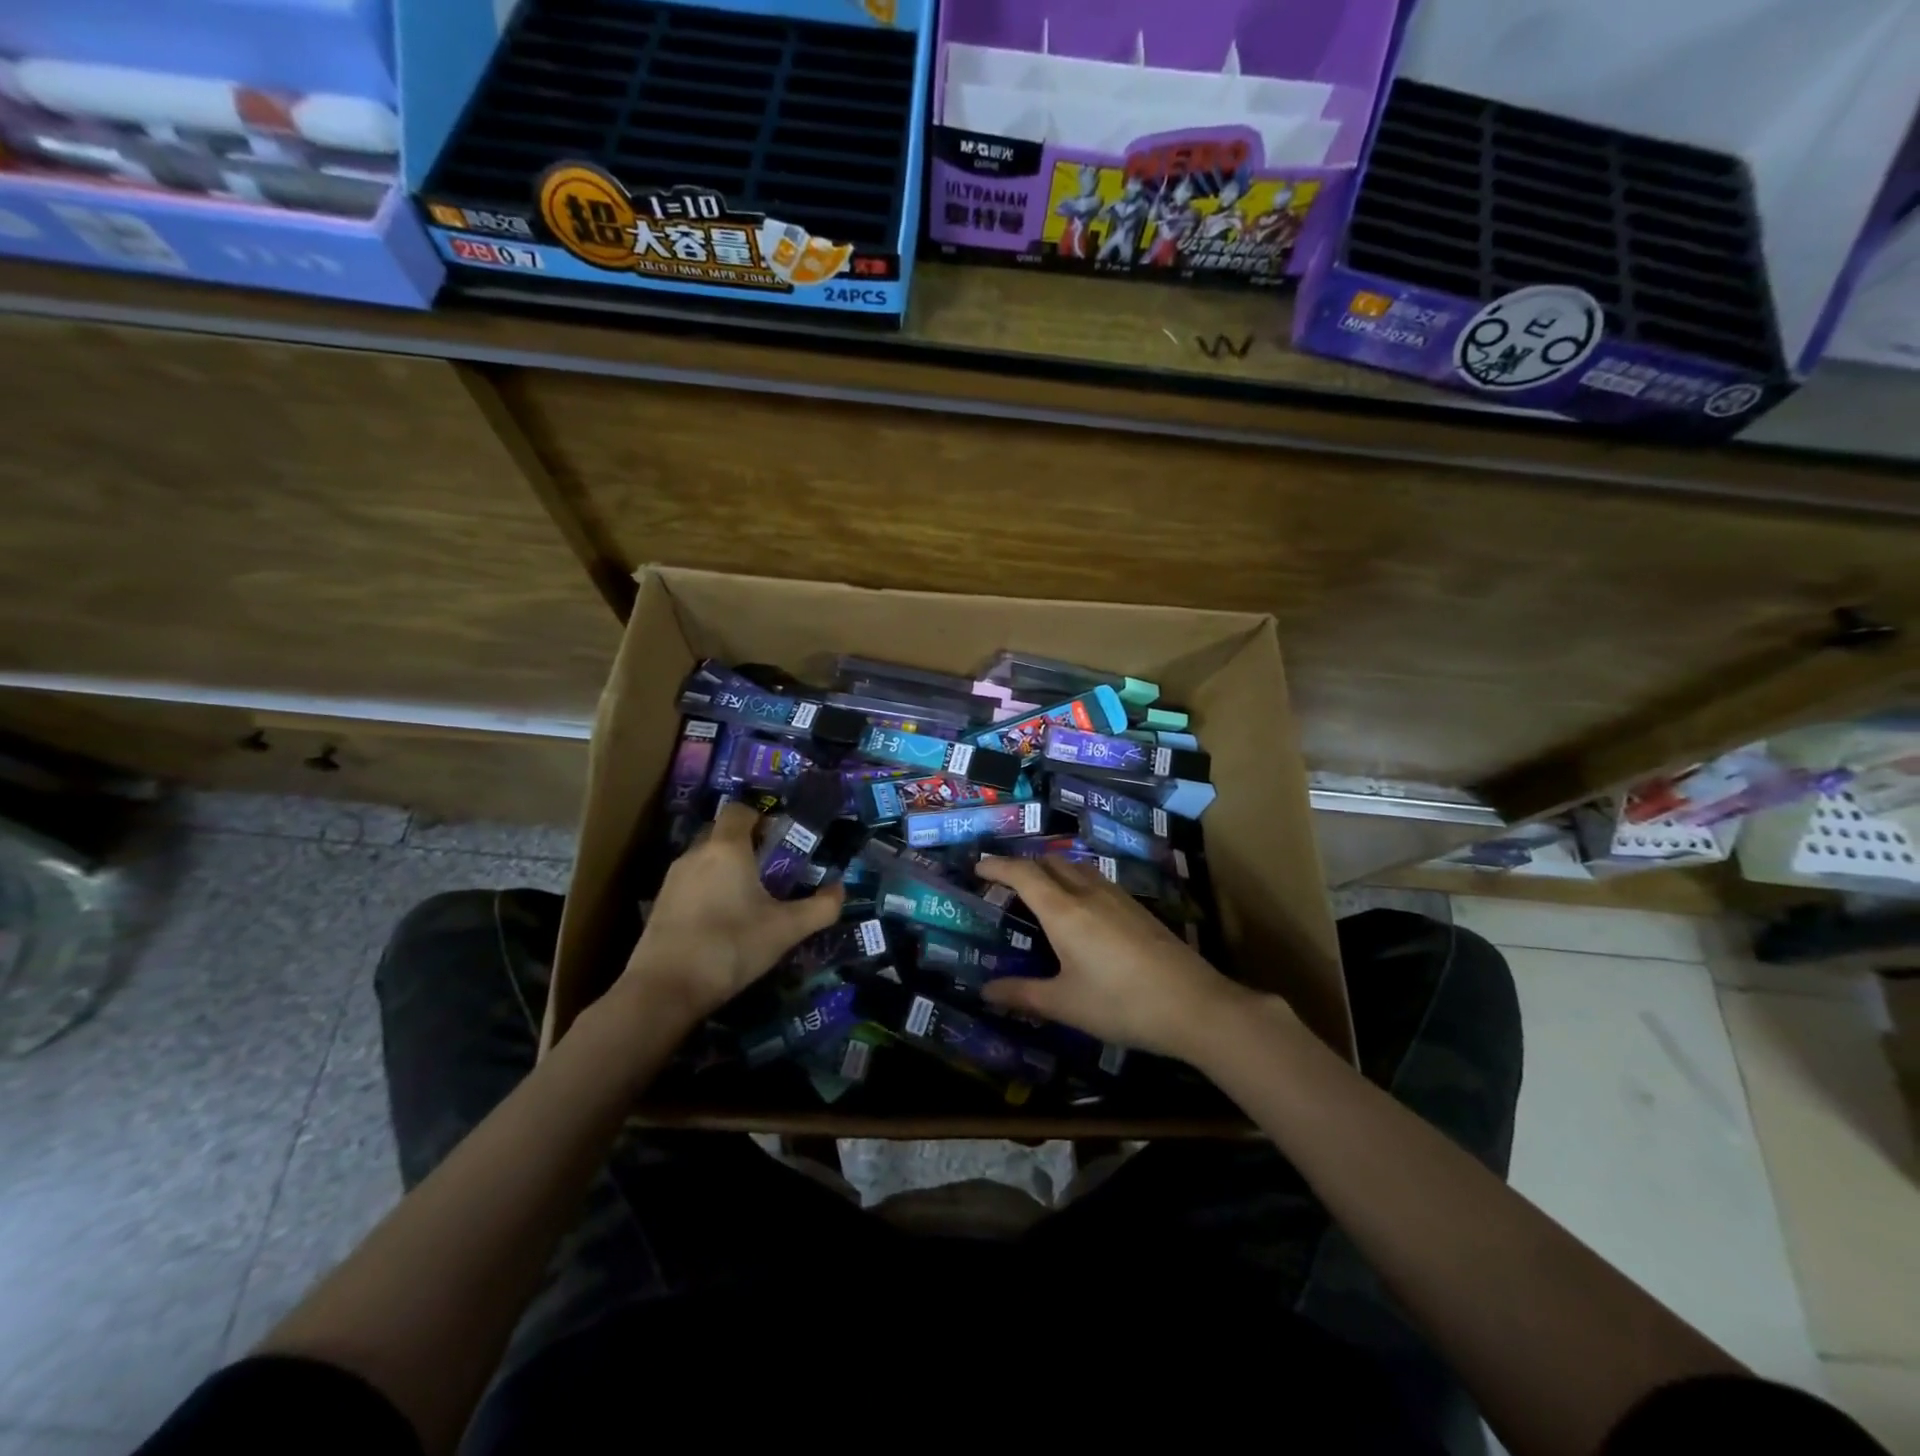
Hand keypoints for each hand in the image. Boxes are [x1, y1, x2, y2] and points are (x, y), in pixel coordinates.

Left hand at [614, 801, 842, 1024]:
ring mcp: (672, 879)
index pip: (739, 810)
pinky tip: (722, 921)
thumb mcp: (786, 930)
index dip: (761, 819)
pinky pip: (690, 883)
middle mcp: (696, 854)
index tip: (780, 842)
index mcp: (727, 848)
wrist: (664, 990)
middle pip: (721, 833)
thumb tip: (841, 891)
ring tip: (748, 899)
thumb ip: (820, 908)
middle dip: (745, 844)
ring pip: (704, 859)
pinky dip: (707, 890)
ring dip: (725, 869)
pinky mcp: (659, 904)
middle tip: (770, 871)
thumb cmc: (731, 946)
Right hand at [976, 855, 1265, 1059]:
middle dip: (1024, 866)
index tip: (978, 867)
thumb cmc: (1120, 1004)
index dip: (997, 866)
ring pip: (1077, 869)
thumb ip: (1023, 994)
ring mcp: (1118, 898)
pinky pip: (1097, 882)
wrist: (1194, 1005)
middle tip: (1006, 884)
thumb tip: (985, 991)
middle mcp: (1088, 893)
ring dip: (1053, 872)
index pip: (1023, 874)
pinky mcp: (1138, 909)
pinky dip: (1076, 884)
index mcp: (1063, 910)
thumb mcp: (1065, 1004)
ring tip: (1041, 893)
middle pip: (1050, 863)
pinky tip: (1082, 912)